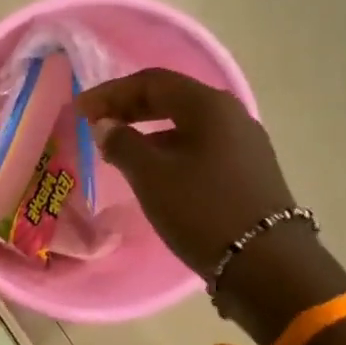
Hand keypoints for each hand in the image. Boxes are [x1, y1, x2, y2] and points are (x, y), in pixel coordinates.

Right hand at [76, 68, 297, 278]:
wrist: (265, 262)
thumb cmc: (202, 210)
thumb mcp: (151, 176)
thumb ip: (123, 144)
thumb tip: (107, 126)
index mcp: (208, 106)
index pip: (152, 82)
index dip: (111, 93)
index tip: (80, 109)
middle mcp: (231, 115)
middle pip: (172, 98)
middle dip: (130, 107)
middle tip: (96, 122)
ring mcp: (243, 143)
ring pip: (186, 124)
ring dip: (148, 129)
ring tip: (118, 148)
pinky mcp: (247, 170)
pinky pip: (200, 146)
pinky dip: (169, 149)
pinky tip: (153, 170)